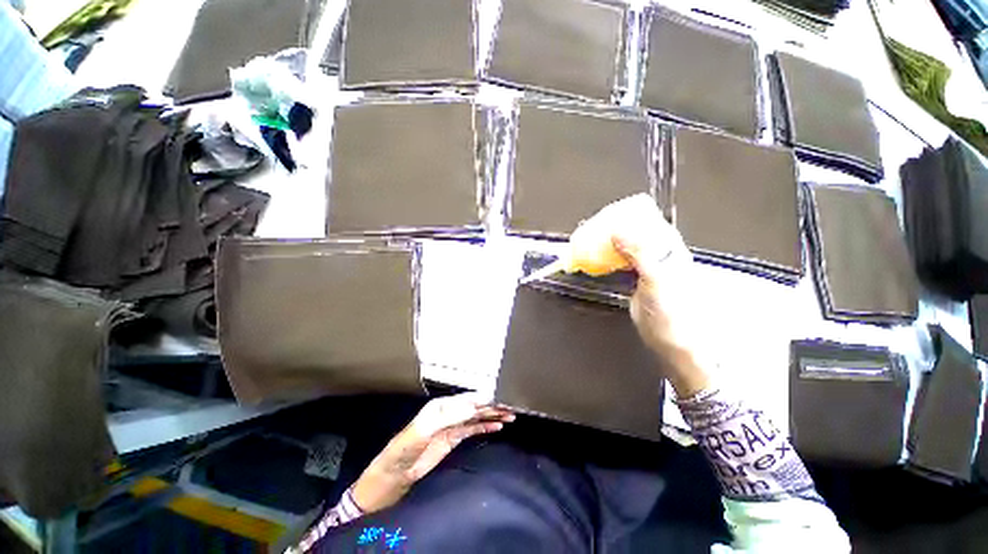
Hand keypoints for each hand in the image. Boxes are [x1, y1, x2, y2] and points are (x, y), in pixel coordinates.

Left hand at [351, 393, 513, 513]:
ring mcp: (453, 425)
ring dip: (492, 415)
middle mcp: (449, 412)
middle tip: (510, 406)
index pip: (467, 398)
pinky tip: (497, 426)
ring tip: (509, 415)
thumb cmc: (405, 447)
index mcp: (442, 405)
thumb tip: (472, 407)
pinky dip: (486, 427)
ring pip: (477, 417)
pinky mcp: (454, 438)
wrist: (395, 473)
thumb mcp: (424, 430)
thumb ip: (449, 418)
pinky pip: (474, 430)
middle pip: (475, 406)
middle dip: (492, 405)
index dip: (484, 398)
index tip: (500, 397)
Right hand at [610, 201, 712, 397]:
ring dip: (608, 244)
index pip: (648, 221)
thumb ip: (640, 254)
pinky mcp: (635, 281)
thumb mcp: (657, 280)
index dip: (627, 214)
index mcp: (669, 248)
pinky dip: (607, 259)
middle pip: (634, 232)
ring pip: (625, 248)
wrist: (675, 343)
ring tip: (589, 242)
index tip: (606, 214)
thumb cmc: (673, 313)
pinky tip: (596, 261)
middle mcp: (658, 254)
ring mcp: (646, 268)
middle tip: (592, 229)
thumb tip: (618, 230)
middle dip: (613, 228)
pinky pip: (619, 263)